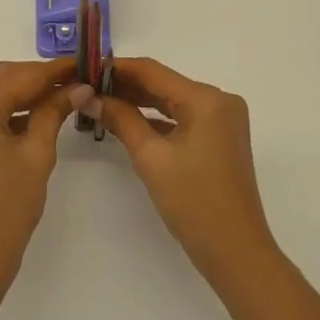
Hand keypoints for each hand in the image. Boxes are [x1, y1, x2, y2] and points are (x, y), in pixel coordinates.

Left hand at [0, 59, 84, 307]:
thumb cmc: (6, 209)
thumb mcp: (36, 155)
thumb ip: (54, 113)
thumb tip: (79, 88)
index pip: (18, 76)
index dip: (53, 70)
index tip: (84, 64)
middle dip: (37, 79)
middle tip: (75, 80)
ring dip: (21, 95)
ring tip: (61, 97)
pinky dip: (5, 113)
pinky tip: (34, 118)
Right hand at [98, 58, 279, 290]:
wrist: (234, 251)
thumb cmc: (192, 202)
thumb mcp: (151, 158)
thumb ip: (121, 120)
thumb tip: (90, 97)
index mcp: (206, 99)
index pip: (153, 71)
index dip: (117, 68)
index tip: (85, 68)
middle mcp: (219, 101)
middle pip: (164, 84)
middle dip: (125, 86)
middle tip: (86, 87)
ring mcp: (222, 120)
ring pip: (172, 101)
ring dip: (139, 102)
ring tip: (99, 102)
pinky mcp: (220, 138)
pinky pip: (182, 118)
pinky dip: (156, 119)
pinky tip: (127, 121)